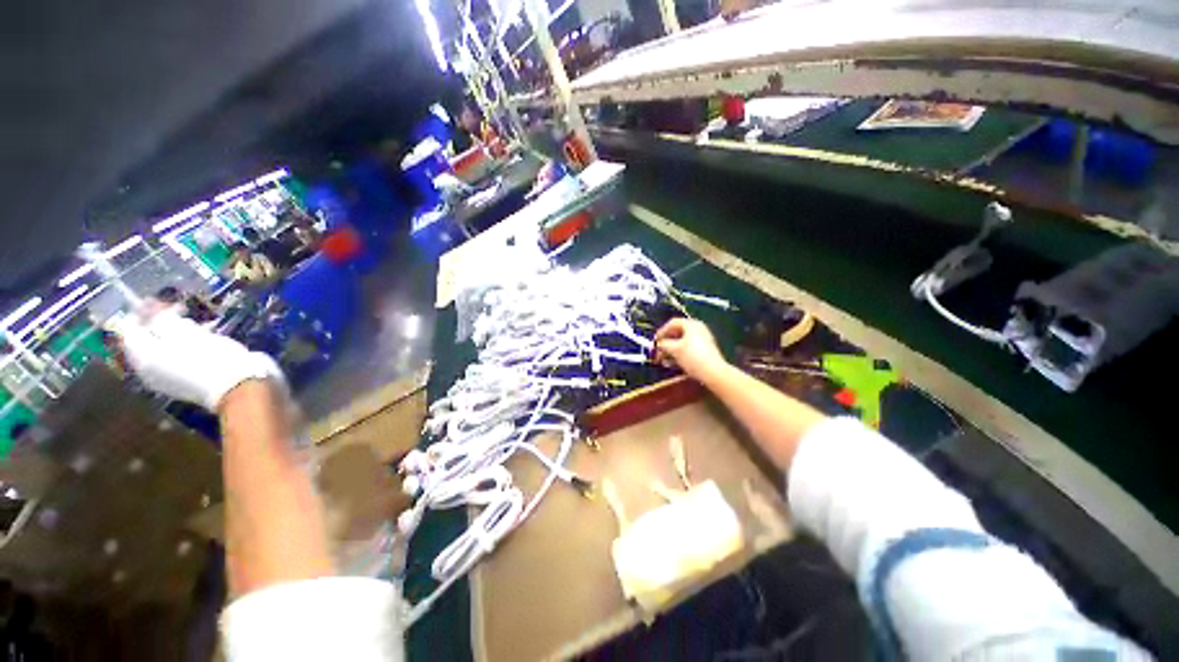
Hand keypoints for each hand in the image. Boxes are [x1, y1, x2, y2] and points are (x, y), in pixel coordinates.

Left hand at [114, 304, 284, 411]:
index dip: (141, 311)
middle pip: (145, 341)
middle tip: (178, 311)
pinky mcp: (186, 383)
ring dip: (173, 335)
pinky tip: (200, 342)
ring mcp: (167, 379)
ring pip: (161, 350)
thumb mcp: (184, 331)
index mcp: (142, 357)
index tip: (159, 299)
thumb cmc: (209, 356)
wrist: (238, 385)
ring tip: (193, 326)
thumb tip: (148, 308)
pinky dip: (183, 348)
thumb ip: (161, 318)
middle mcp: (148, 370)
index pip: (128, 329)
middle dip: (157, 324)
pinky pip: (176, 360)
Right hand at [654, 318, 727, 381]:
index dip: (661, 331)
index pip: (672, 323)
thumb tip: (658, 344)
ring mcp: (703, 339)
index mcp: (692, 324)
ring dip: (671, 349)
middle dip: (666, 342)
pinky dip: (679, 353)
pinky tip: (673, 363)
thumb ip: (663, 344)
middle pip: (677, 332)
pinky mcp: (705, 350)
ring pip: (682, 342)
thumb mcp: (674, 349)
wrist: (713, 372)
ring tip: (664, 359)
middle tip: (658, 350)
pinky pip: (689, 348)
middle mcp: (698, 329)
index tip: (654, 340)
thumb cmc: (692, 356)